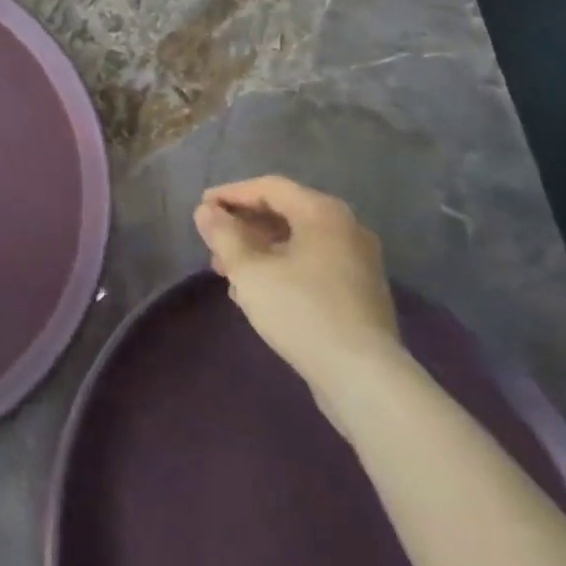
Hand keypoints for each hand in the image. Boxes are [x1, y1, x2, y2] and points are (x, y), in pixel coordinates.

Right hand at [193, 175, 404, 401]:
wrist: (363, 378)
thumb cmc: (301, 311)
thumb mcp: (249, 270)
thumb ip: (223, 235)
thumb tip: (206, 211)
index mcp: (323, 212)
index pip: (269, 187)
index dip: (231, 194)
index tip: (202, 207)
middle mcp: (346, 228)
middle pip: (285, 212)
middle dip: (244, 225)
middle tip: (213, 242)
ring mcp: (358, 261)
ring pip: (298, 241)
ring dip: (259, 250)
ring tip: (228, 271)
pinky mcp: (360, 293)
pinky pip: (313, 265)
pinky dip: (282, 268)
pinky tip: (258, 293)